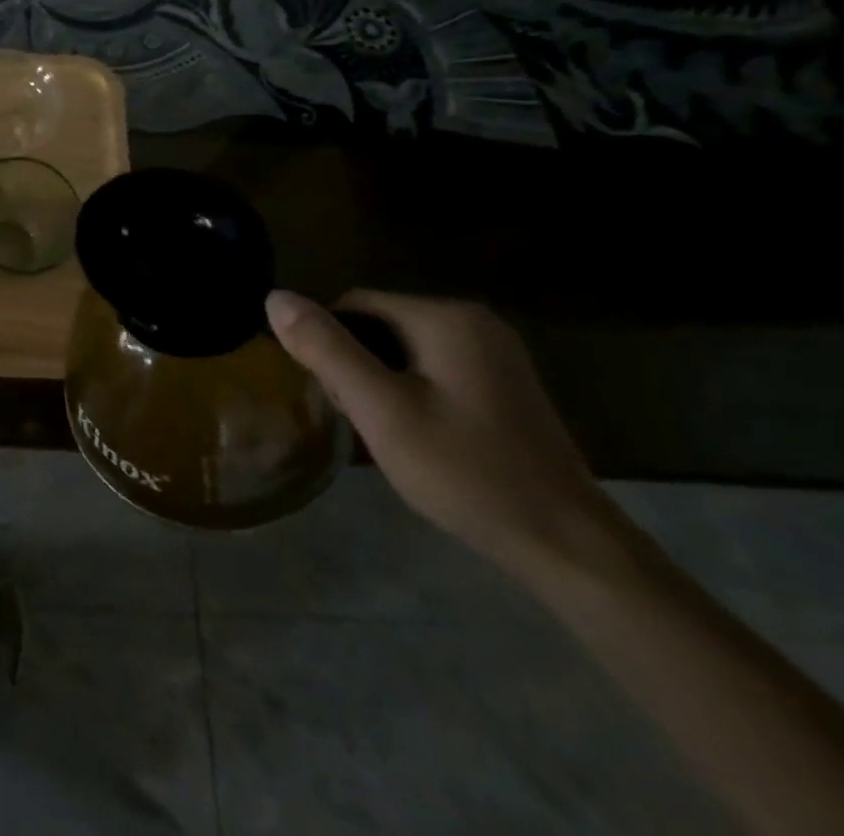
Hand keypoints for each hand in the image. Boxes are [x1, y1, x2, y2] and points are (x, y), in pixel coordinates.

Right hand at [267, 288, 617, 579]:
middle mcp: (474, 321)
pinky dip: (410, 392)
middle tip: (363, 420)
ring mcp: (494, 353)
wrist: (568, 547)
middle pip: (378, 324)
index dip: (329, 344)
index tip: (335, 396)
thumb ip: (326, 349)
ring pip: (402, 349)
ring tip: (388, 433)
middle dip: (356, 365)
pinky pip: (432, 368)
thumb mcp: (381, 410)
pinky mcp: (503, 384)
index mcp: (446, 317)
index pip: (353, 304)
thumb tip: (274, 296)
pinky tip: (418, 436)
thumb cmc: (466, 472)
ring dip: (380, 382)